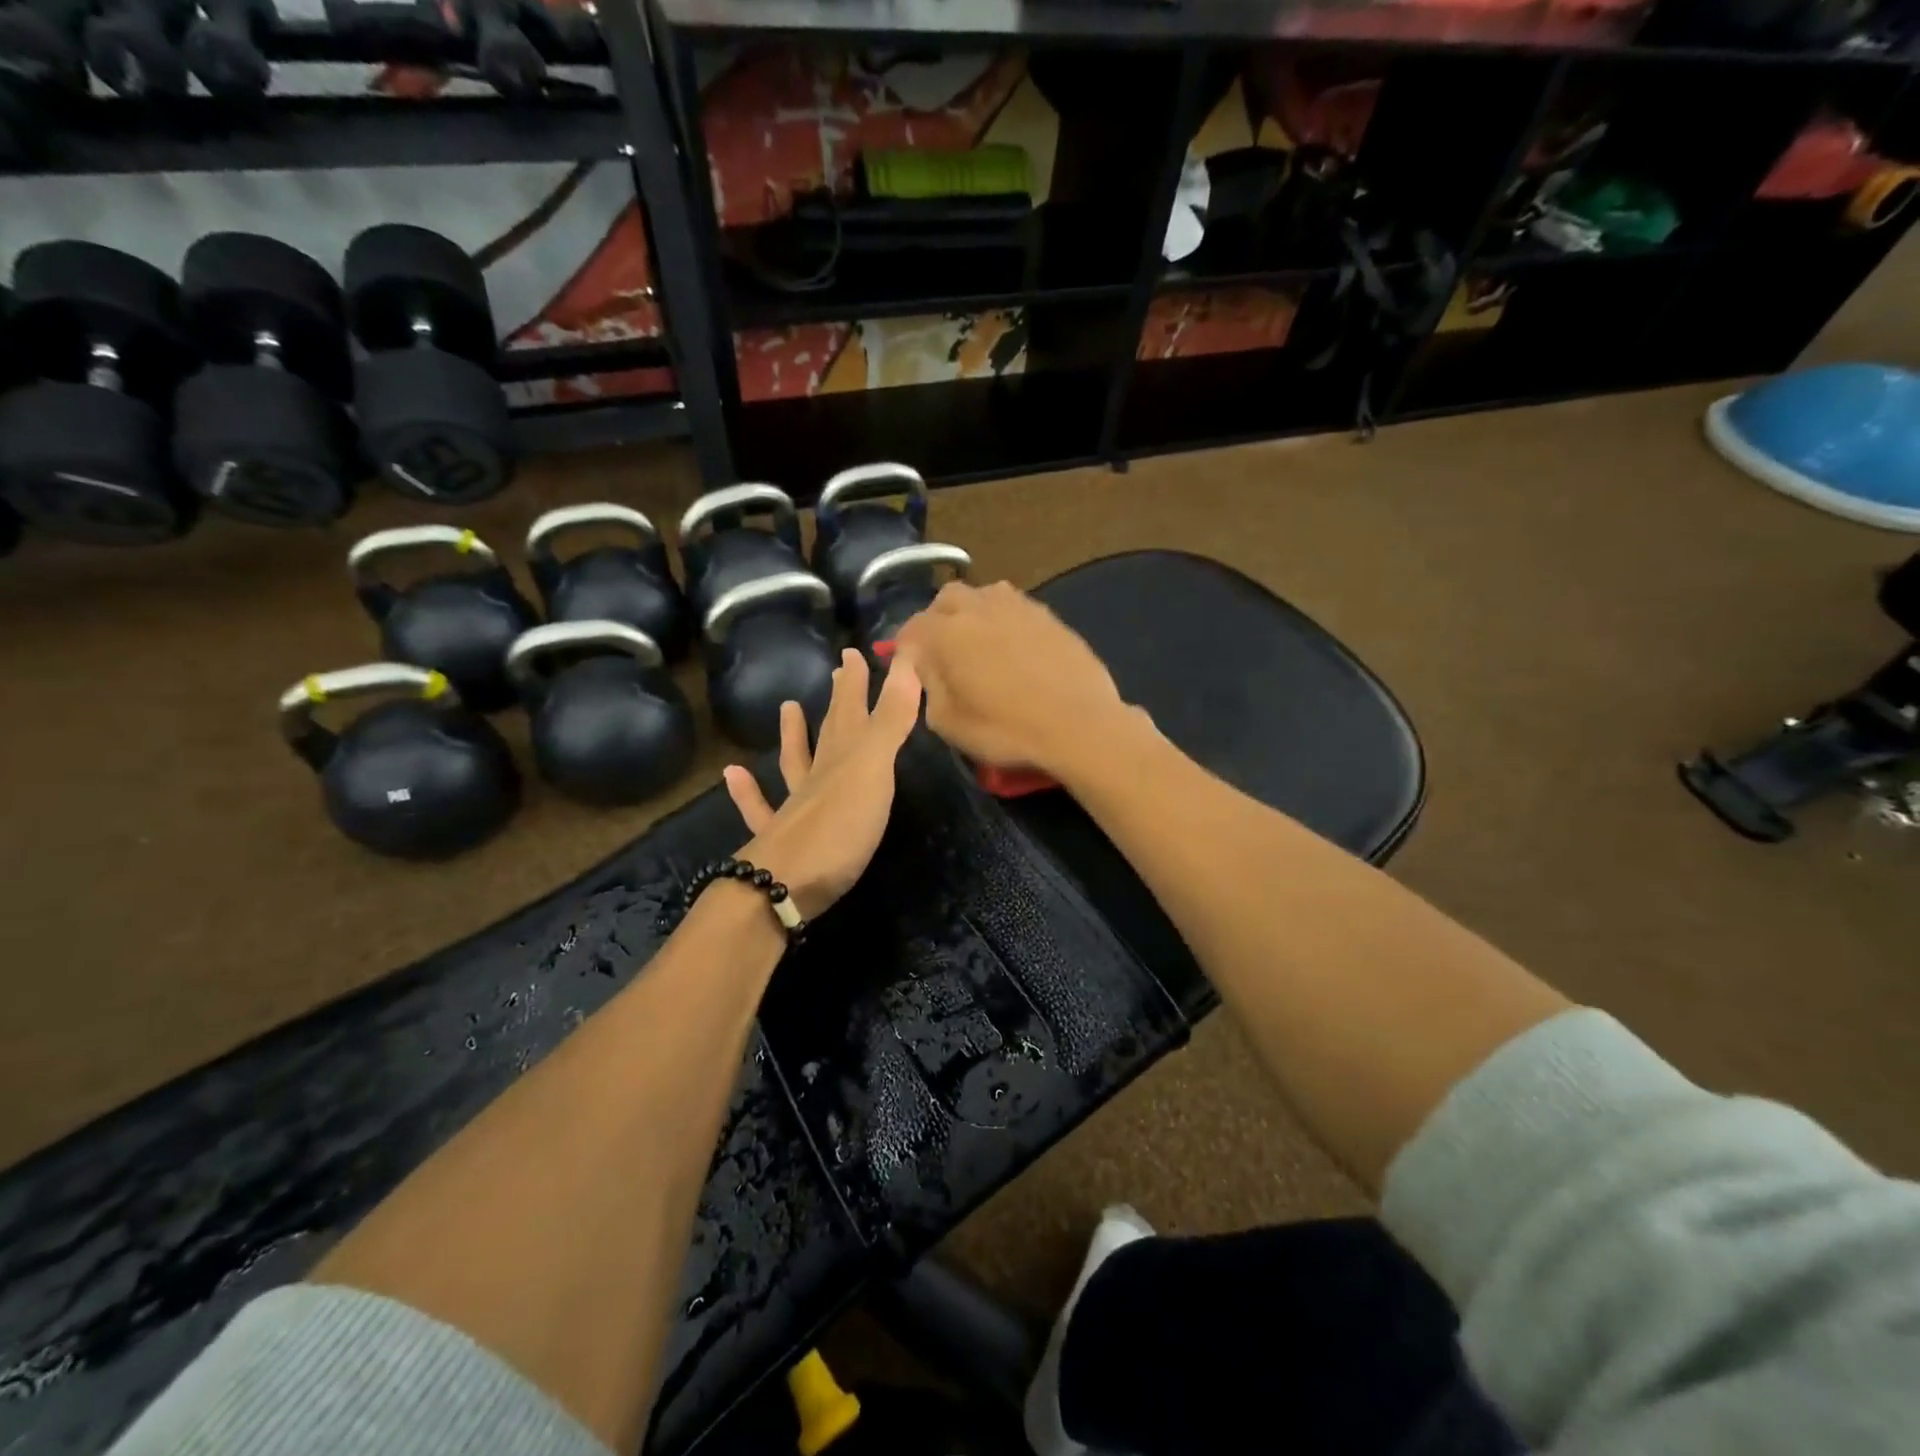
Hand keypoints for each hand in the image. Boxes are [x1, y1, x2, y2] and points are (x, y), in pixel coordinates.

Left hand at [723, 649, 921, 919]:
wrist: (783, 886)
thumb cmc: (839, 827)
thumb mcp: (873, 770)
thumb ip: (890, 719)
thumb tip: (906, 658)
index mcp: (844, 758)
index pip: (853, 710)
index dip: (857, 681)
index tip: (854, 651)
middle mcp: (818, 777)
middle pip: (831, 730)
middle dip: (839, 700)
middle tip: (837, 669)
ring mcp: (795, 808)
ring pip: (795, 763)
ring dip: (793, 736)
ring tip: (787, 707)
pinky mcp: (781, 841)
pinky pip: (761, 809)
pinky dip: (748, 792)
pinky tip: (733, 775)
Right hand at [892, 580, 1131, 779]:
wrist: (1079, 724)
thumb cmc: (1006, 729)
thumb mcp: (948, 722)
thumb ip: (927, 686)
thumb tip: (925, 666)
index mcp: (946, 633)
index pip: (912, 628)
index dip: (905, 647)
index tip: (907, 665)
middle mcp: (978, 608)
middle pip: (946, 599)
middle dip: (937, 618)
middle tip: (942, 648)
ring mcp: (1017, 606)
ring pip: (983, 595)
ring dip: (972, 612)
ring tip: (978, 640)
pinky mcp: (1048, 615)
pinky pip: (1015, 606)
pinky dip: (1004, 619)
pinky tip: (1013, 644)